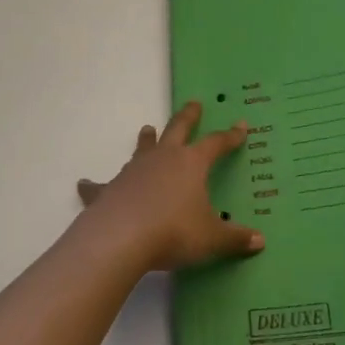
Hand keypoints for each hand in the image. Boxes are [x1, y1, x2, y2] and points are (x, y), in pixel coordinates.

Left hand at [76, 101, 265, 272]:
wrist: (122, 238)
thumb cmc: (174, 232)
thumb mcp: (211, 239)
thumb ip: (235, 238)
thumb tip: (260, 241)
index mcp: (191, 164)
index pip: (215, 144)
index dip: (230, 136)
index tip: (240, 126)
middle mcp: (163, 158)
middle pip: (177, 129)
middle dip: (188, 116)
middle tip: (194, 103)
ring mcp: (133, 170)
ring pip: (142, 148)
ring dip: (146, 139)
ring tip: (147, 129)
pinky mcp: (110, 187)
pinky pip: (102, 183)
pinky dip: (94, 184)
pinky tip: (84, 184)